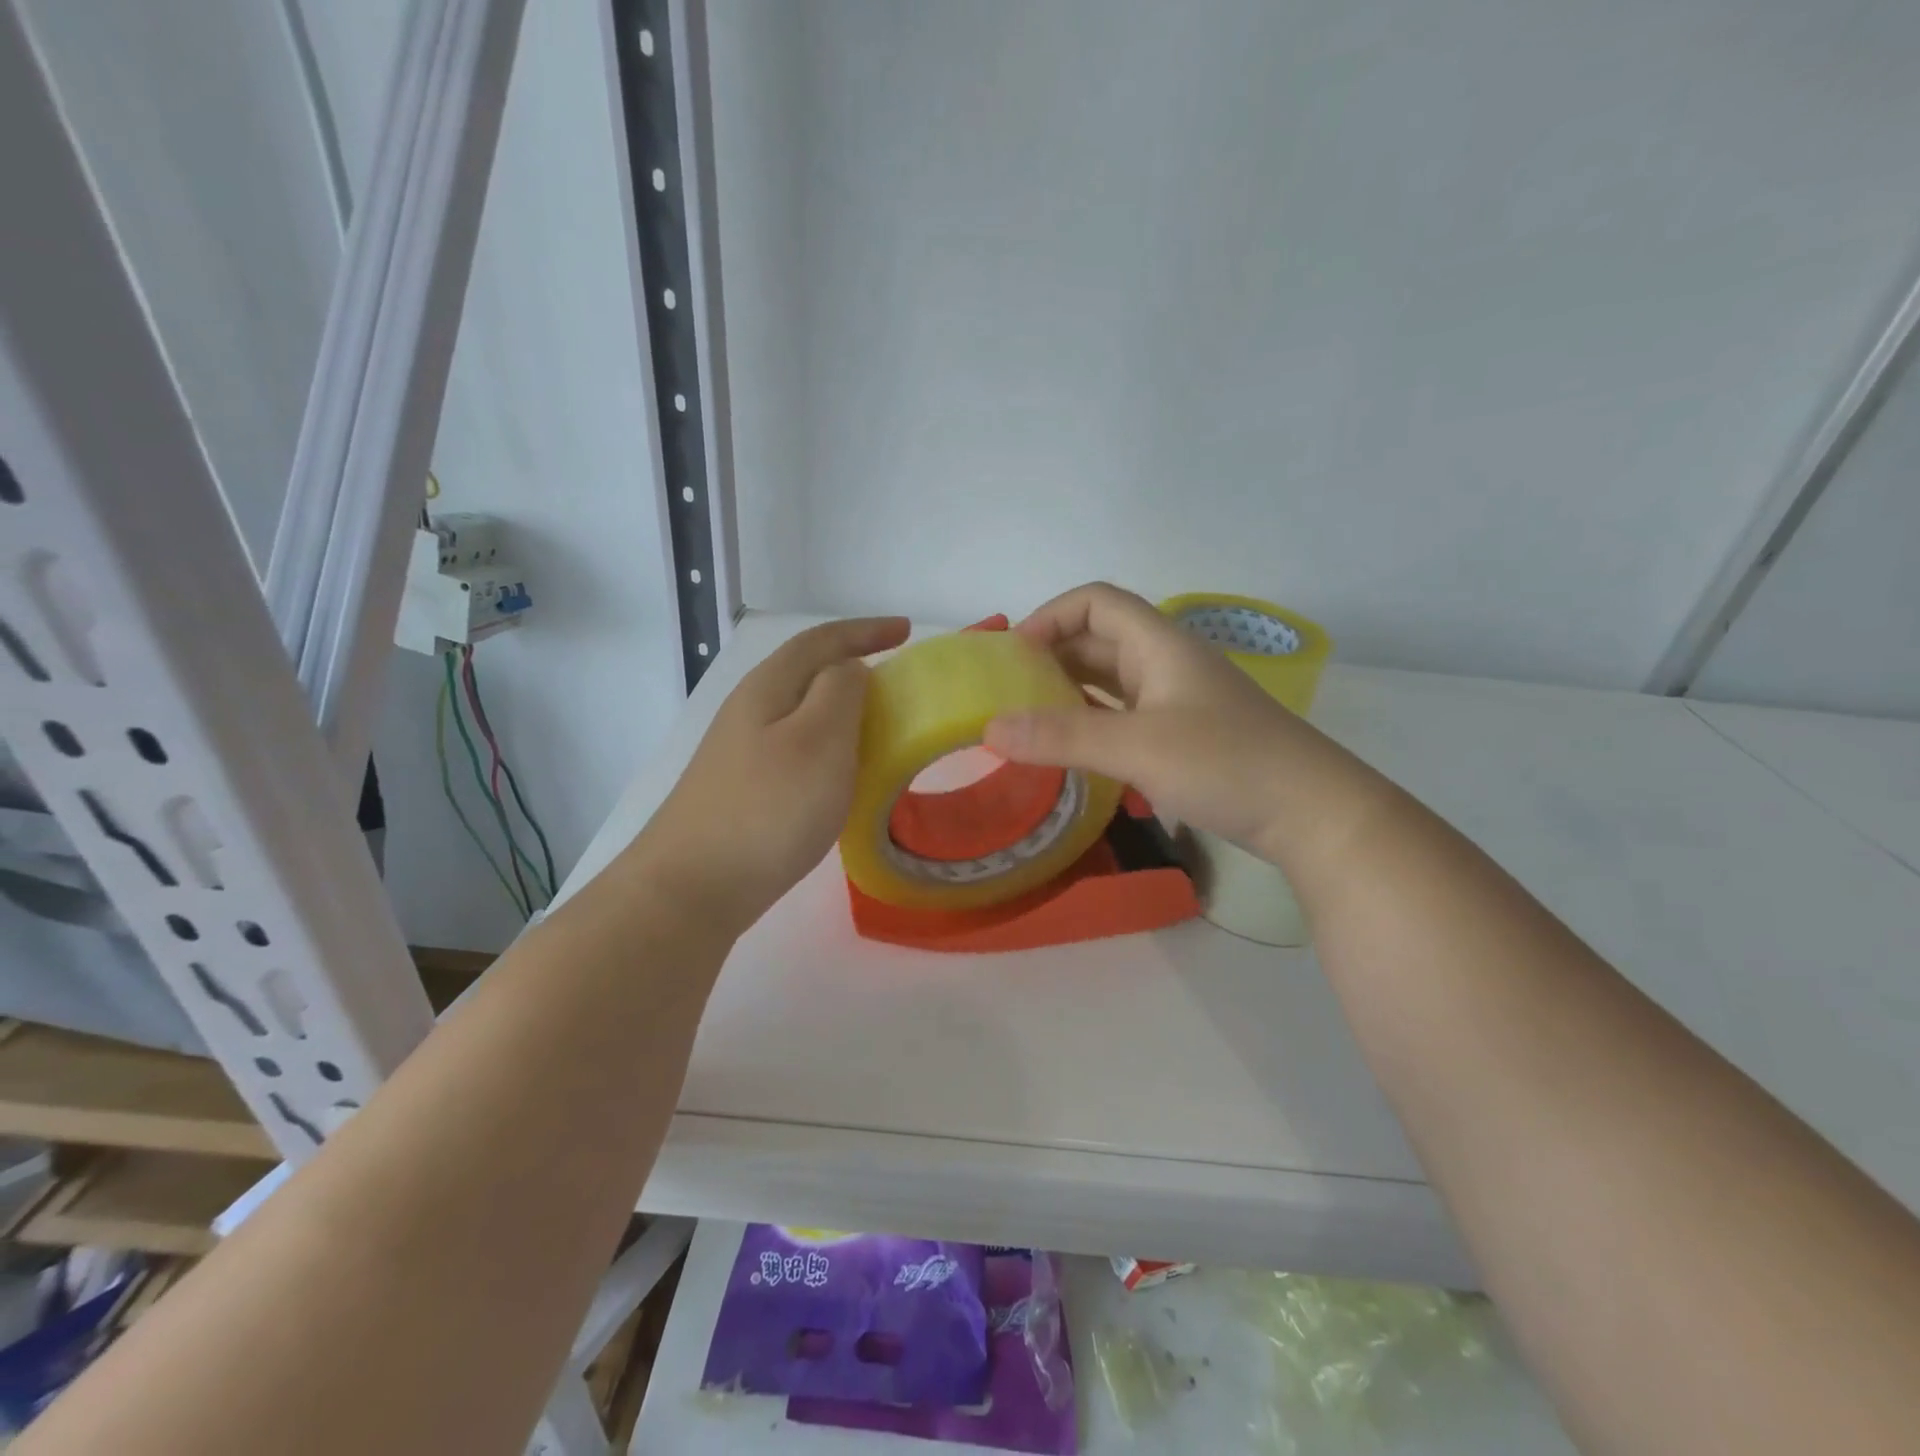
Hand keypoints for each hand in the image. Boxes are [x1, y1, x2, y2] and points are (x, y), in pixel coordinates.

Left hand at [639, 616, 909, 932]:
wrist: (691, 888)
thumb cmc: (767, 808)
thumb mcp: (819, 740)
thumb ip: (841, 692)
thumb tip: (850, 670)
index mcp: (769, 688)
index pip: (821, 641)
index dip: (866, 630)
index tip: (906, 630)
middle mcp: (750, 711)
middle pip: (807, 672)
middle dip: (854, 665)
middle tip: (899, 683)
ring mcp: (742, 753)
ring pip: (802, 713)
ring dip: (843, 710)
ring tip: (880, 727)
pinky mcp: (744, 789)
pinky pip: (798, 749)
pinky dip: (830, 747)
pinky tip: (842, 775)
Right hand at [983, 583, 1379, 864]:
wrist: (1311, 813)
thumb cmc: (1226, 763)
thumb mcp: (1137, 747)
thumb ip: (1062, 736)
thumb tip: (989, 728)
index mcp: (1159, 644)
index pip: (1096, 602)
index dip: (1050, 616)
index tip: (1012, 655)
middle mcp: (1166, 663)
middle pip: (1099, 640)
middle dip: (1050, 657)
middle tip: (1006, 692)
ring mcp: (1177, 701)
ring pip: (1110, 681)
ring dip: (1068, 692)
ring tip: (1026, 720)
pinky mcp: (1183, 736)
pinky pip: (1124, 716)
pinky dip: (1091, 723)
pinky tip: (1070, 749)